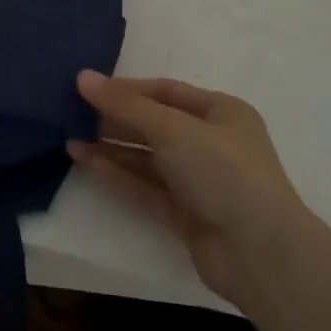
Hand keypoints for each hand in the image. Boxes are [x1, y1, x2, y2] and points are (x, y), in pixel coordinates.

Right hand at [69, 72, 307, 308]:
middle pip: (155, 124)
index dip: (128, 88)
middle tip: (73, 113)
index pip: (166, 91)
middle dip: (116, 119)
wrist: (261, 254)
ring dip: (112, 148)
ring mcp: (200, 182)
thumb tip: (82, 77)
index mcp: (222, 112)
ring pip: (148, 158)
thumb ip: (125, 105)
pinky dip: (119, 175)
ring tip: (70, 139)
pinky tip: (88, 163)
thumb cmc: (223, 171)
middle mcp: (212, 143)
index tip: (89, 88)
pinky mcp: (187, 215)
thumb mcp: (172, 128)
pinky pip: (147, 188)